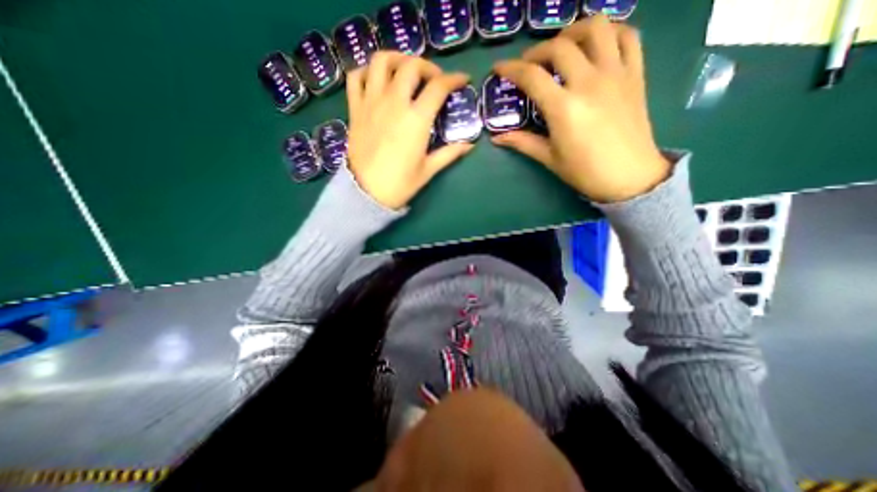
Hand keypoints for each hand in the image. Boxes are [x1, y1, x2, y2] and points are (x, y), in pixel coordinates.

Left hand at [348, 52, 472, 209]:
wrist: (366, 193)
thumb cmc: (400, 184)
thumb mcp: (428, 170)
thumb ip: (449, 154)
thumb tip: (470, 145)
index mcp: (416, 120)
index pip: (438, 87)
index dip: (453, 79)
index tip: (461, 80)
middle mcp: (394, 103)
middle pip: (411, 66)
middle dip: (427, 66)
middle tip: (433, 79)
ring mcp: (371, 103)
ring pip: (382, 62)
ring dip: (397, 59)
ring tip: (405, 70)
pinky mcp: (355, 109)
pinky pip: (356, 77)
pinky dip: (367, 71)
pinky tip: (377, 80)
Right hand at [491, 14, 669, 203]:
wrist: (629, 176)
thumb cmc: (584, 171)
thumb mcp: (549, 158)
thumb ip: (522, 142)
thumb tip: (497, 138)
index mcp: (564, 108)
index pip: (531, 76)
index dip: (511, 69)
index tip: (499, 68)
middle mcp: (589, 82)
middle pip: (559, 46)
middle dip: (537, 51)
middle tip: (529, 65)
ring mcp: (616, 74)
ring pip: (597, 28)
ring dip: (574, 30)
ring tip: (563, 47)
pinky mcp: (635, 74)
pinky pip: (628, 36)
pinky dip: (610, 33)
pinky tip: (597, 47)